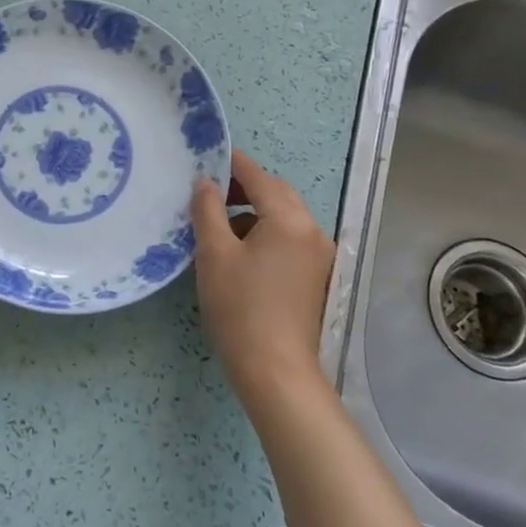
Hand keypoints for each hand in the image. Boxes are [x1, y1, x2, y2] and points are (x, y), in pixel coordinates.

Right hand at [191, 150, 336, 404]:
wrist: (275, 370)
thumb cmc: (239, 307)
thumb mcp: (214, 254)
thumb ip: (207, 210)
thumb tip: (205, 183)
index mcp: (288, 219)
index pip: (258, 176)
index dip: (232, 164)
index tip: (208, 156)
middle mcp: (312, 230)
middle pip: (277, 194)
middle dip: (245, 188)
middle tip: (210, 195)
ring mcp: (319, 255)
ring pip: (285, 217)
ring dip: (256, 212)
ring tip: (221, 227)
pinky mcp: (317, 276)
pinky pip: (291, 239)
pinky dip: (268, 234)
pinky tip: (242, 253)